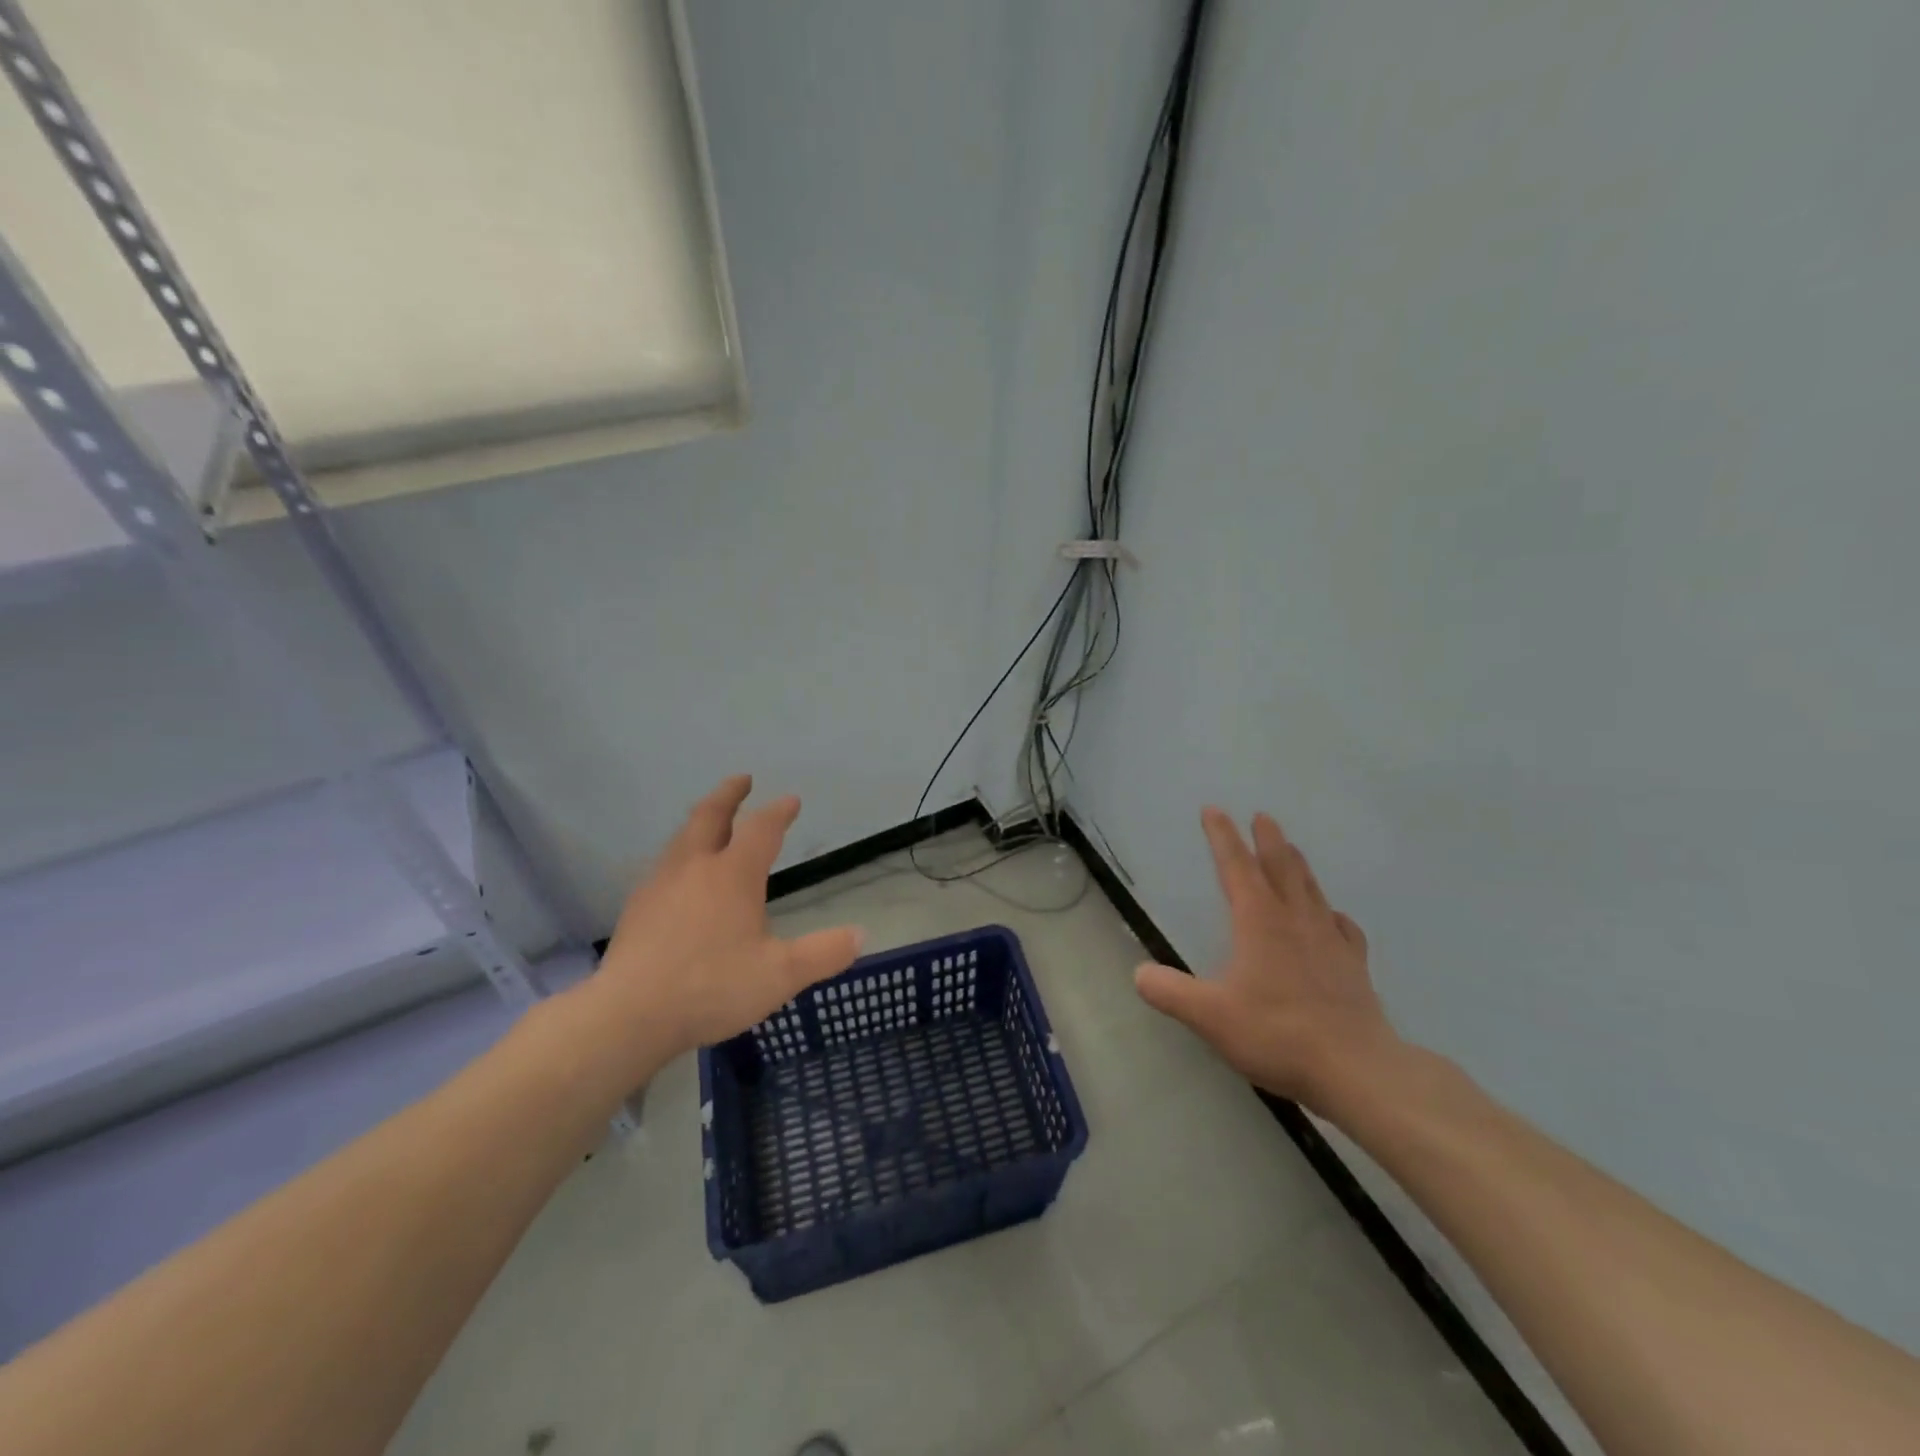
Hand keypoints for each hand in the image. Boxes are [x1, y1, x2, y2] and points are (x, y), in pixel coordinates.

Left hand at [573, 775, 863, 1081]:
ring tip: (710, 822)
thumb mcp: (781, 975)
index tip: (791, 801)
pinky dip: (680, 854)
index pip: (761, 829)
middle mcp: (695, 867)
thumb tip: (861, 936)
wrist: (630, 1014)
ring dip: (701, 821)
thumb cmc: (712, 987)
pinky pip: (664, 865)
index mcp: (733, 875)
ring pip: (682, 838)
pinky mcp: (637, 908)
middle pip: (710, 816)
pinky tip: (680, 876)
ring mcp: (660, 885)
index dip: (778, 812)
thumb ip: (824, 954)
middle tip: (742, 779)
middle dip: (729, 794)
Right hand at [1134, 807, 1399, 1111]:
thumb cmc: (1278, 1033)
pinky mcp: (1353, 965)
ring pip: (1311, 889)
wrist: (1357, 1069)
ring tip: (1292, 849)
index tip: (1214, 810)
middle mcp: (1295, 919)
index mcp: (1259, 920)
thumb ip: (1170, 992)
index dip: (1222, 836)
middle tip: (1262, 816)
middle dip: (1268, 839)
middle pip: (1281, 866)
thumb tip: (1140, 973)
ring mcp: (1330, 940)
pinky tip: (1332, 917)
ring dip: (1298, 864)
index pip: (1236, 866)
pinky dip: (1332, 913)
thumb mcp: (1210, 1016)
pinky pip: (1342, 927)